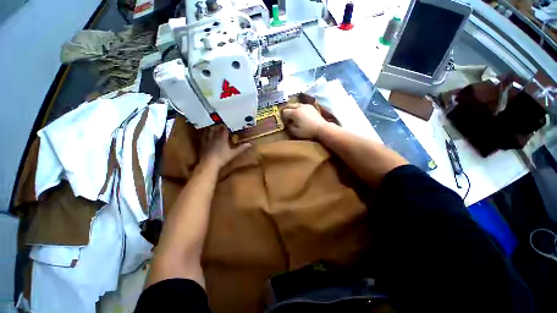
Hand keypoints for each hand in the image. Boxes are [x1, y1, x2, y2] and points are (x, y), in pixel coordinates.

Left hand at [200, 125, 250, 169]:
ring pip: (209, 131)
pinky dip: (204, 133)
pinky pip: (203, 136)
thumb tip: (250, 144)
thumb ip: (241, 148)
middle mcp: (214, 137)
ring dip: (211, 128)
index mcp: (222, 138)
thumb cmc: (222, 158)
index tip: (228, 124)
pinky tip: (205, 133)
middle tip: (220, 123)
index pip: (224, 129)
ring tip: (212, 125)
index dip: (226, 126)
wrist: (209, 163)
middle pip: (216, 128)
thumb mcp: (233, 153)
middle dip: (218, 125)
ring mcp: (207, 140)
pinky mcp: (203, 144)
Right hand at [282, 103, 327, 138]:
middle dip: (286, 111)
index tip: (285, 122)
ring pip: (295, 104)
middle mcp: (299, 106)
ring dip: (292, 109)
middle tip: (286, 117)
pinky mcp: (311, 106)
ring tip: (293, 115)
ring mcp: (305, 105)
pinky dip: (298, 108)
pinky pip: (301, 105)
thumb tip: (287, 123)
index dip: (283, 117)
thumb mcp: (295, 132)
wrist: (322, 128)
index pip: (284, 112)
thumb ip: (289, 127)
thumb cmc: (308, 131)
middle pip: (289, 105)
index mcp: (294, 112)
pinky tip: (301, 114)